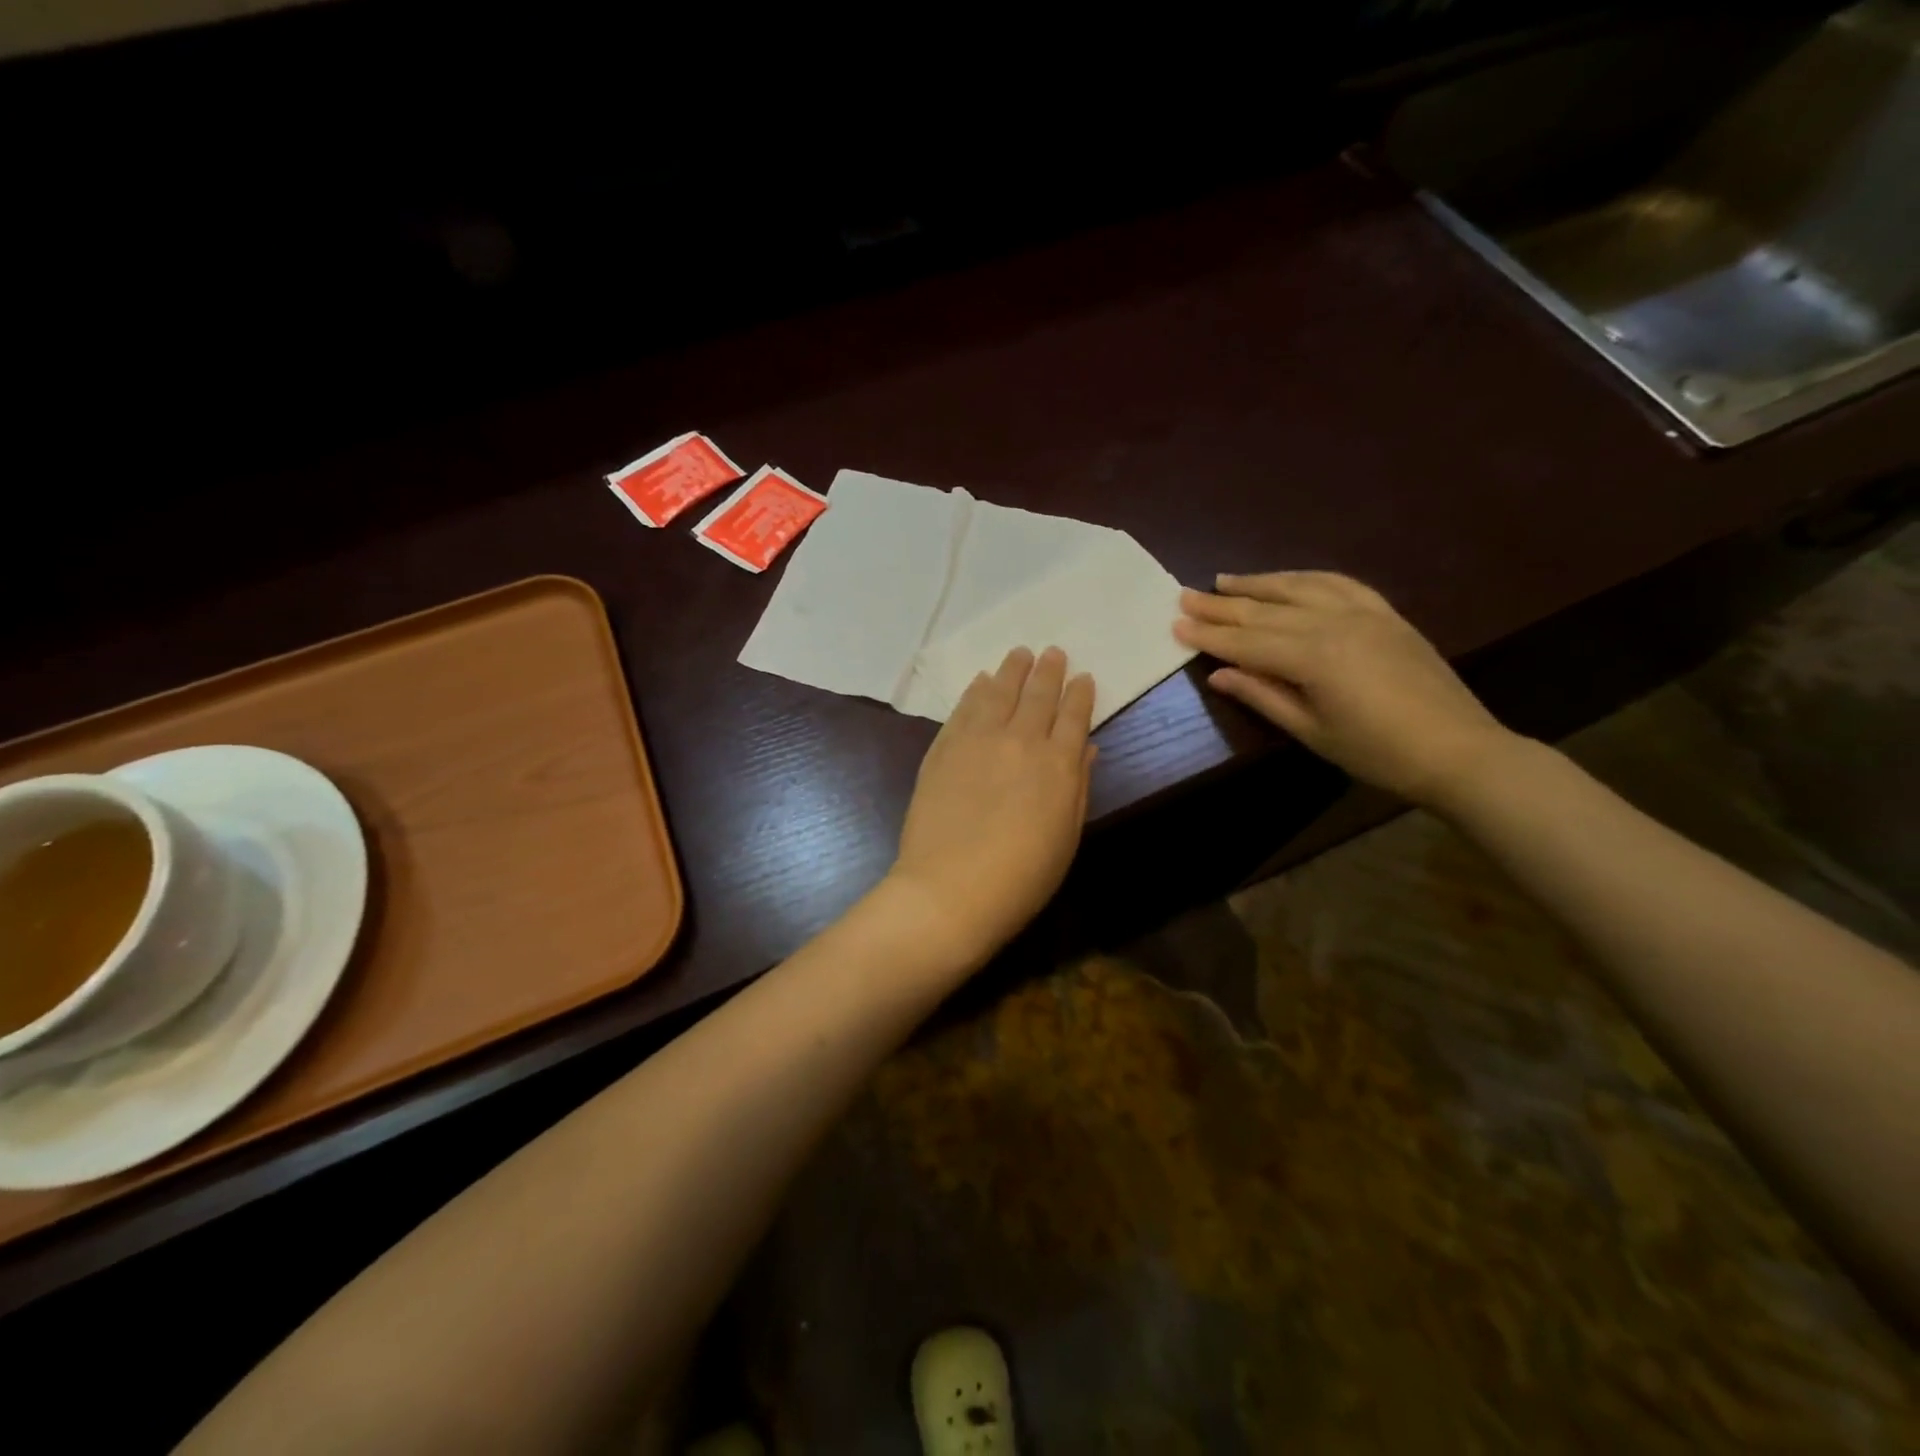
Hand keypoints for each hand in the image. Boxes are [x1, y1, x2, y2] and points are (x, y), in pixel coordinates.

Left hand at [887, 646, 1096, 966]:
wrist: (950, 890)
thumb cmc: (1021, 876)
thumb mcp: (1065, 836)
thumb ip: (1076, 786)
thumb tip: (1085, 748)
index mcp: (1058, 764)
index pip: (1074, 716)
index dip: (1080, 694)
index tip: (1083, 677)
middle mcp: (1020, 740)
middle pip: (1037, 694)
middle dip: (1048, 671)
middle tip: (1052, 652)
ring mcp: (977, 740)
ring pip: (998, 692)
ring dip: (1011, 670)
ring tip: (1019, 654)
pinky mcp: (943, 748)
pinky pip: (963, 708)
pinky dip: (975, 690)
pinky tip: (981, 681)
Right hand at [1174, 571, 1515, 805]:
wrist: (1458, 750)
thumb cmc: (1376, 752)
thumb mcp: (1311, 731)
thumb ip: (1263, 696)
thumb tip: (1218, 675)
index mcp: (1312, 657)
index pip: (1246, 642)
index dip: (1209, 635)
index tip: (1175, 624)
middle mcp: (1334, 623)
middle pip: (1265, 611)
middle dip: (1221, 605)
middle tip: (1184, 596)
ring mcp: (1364, 613)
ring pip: (1299, 588)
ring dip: (1258, 583)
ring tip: (1225, 579)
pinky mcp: (1386, 614)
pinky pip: (1340, 584)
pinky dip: (1307, 578)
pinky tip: (1288, 579)